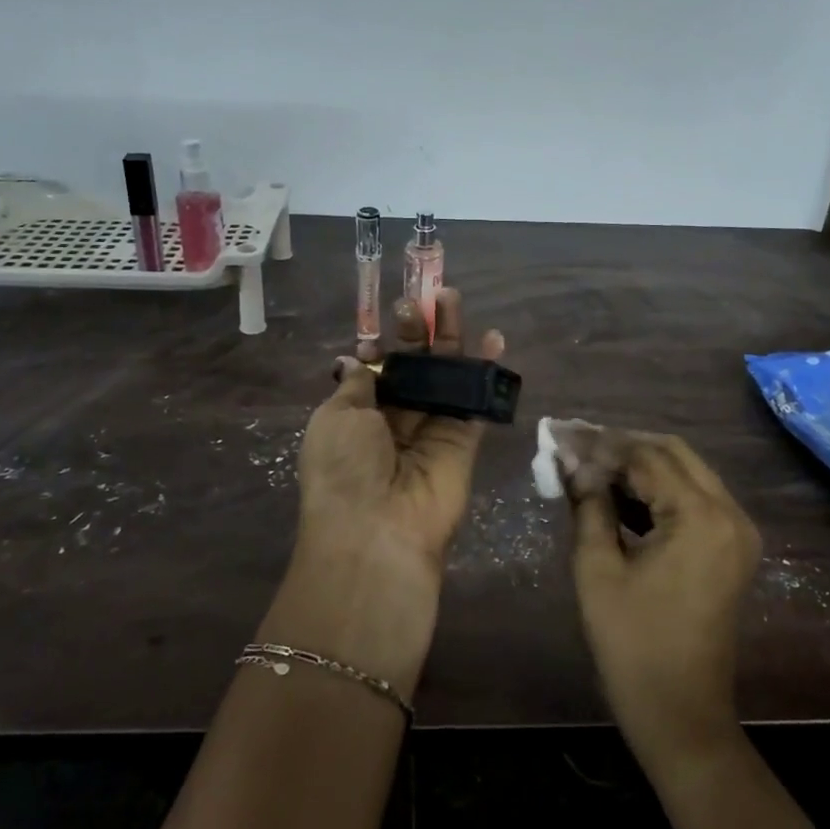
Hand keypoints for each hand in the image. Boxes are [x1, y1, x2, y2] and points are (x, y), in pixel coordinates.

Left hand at [297, 288, 505, 565]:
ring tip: (451, 298)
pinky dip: (485, 370)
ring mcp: (431, 429)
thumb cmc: (344, 467)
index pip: (375, 368)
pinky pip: (475, 400)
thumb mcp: (335, 417)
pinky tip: (493, 337)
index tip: (387, 314)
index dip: (381, 341)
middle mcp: (394, 420)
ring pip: (444, 375)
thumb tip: (355, 359)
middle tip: (423, 298)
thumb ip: (357, 384)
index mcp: (357, 414)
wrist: (377, 530)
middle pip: (412, 366)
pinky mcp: (463, 441)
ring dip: (449, 338)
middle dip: (416, 331)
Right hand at [564, 430, 761, 771]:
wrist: (681, 713)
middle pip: (672, 453)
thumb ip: (588, 504)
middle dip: (621, 444)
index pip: (645, 457)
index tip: (559, 435)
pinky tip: (617, 490)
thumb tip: (571, 462)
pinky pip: (693, 497)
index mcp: (701, 518)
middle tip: (574, 443)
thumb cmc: (633, 644)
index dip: (599, 444)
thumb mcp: (597, 569)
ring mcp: (737, 531)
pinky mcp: (731, 547)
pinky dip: (657, 488)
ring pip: (685, 471)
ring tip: (588, 461)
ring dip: (639, 463)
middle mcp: (730, 513)